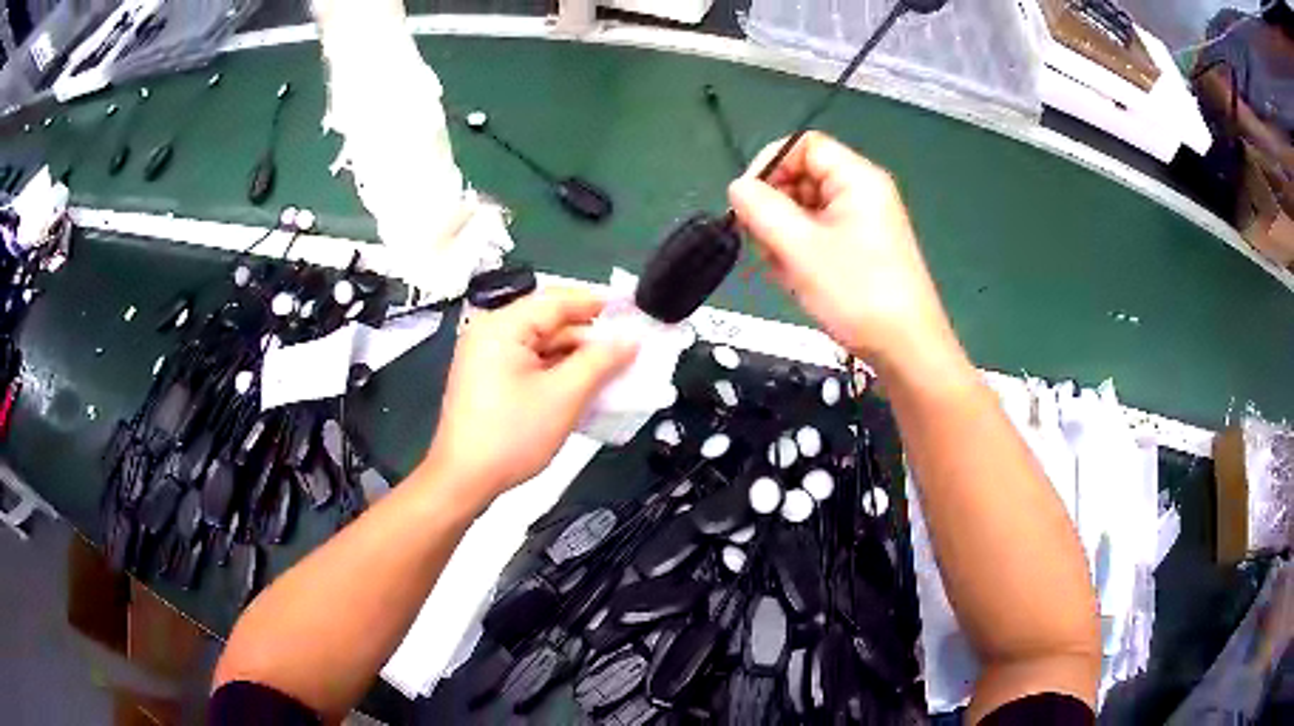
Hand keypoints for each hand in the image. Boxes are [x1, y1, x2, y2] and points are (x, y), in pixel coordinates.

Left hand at [423, 289, 636, 505]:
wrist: (465, 480)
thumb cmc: (509, 436)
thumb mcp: (565, 396)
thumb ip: (601, 361)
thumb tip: (629, 340)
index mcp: (502, 326)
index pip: (557, 301)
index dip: (598, 304)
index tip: (631, 310)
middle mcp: (490, 334)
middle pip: (550, 323)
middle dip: (589, 339)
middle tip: (628, 349)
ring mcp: (486, 357)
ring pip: (542, 346)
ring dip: (576, 359)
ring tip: (613, 372)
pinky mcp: (488, 380)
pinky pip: (531, 364)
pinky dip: (557, 373)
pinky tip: (584, 388)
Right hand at [729, 132, 960, 371]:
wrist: (906, 349)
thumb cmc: (857, 294)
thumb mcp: (799, 248)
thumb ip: (761, 209)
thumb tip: (737, 187)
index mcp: (856, 178)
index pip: (802, 145)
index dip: (769, 165)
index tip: (747, 201)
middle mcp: (863, 192)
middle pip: (802, 176)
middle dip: (775, 207)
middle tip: (763, 244)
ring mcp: (864, 222)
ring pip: (807, 209)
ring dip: (784, 235)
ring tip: (784, 270)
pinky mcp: (862, 249)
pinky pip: (820, 234)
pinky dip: (801, 251)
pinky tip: (799, 280)